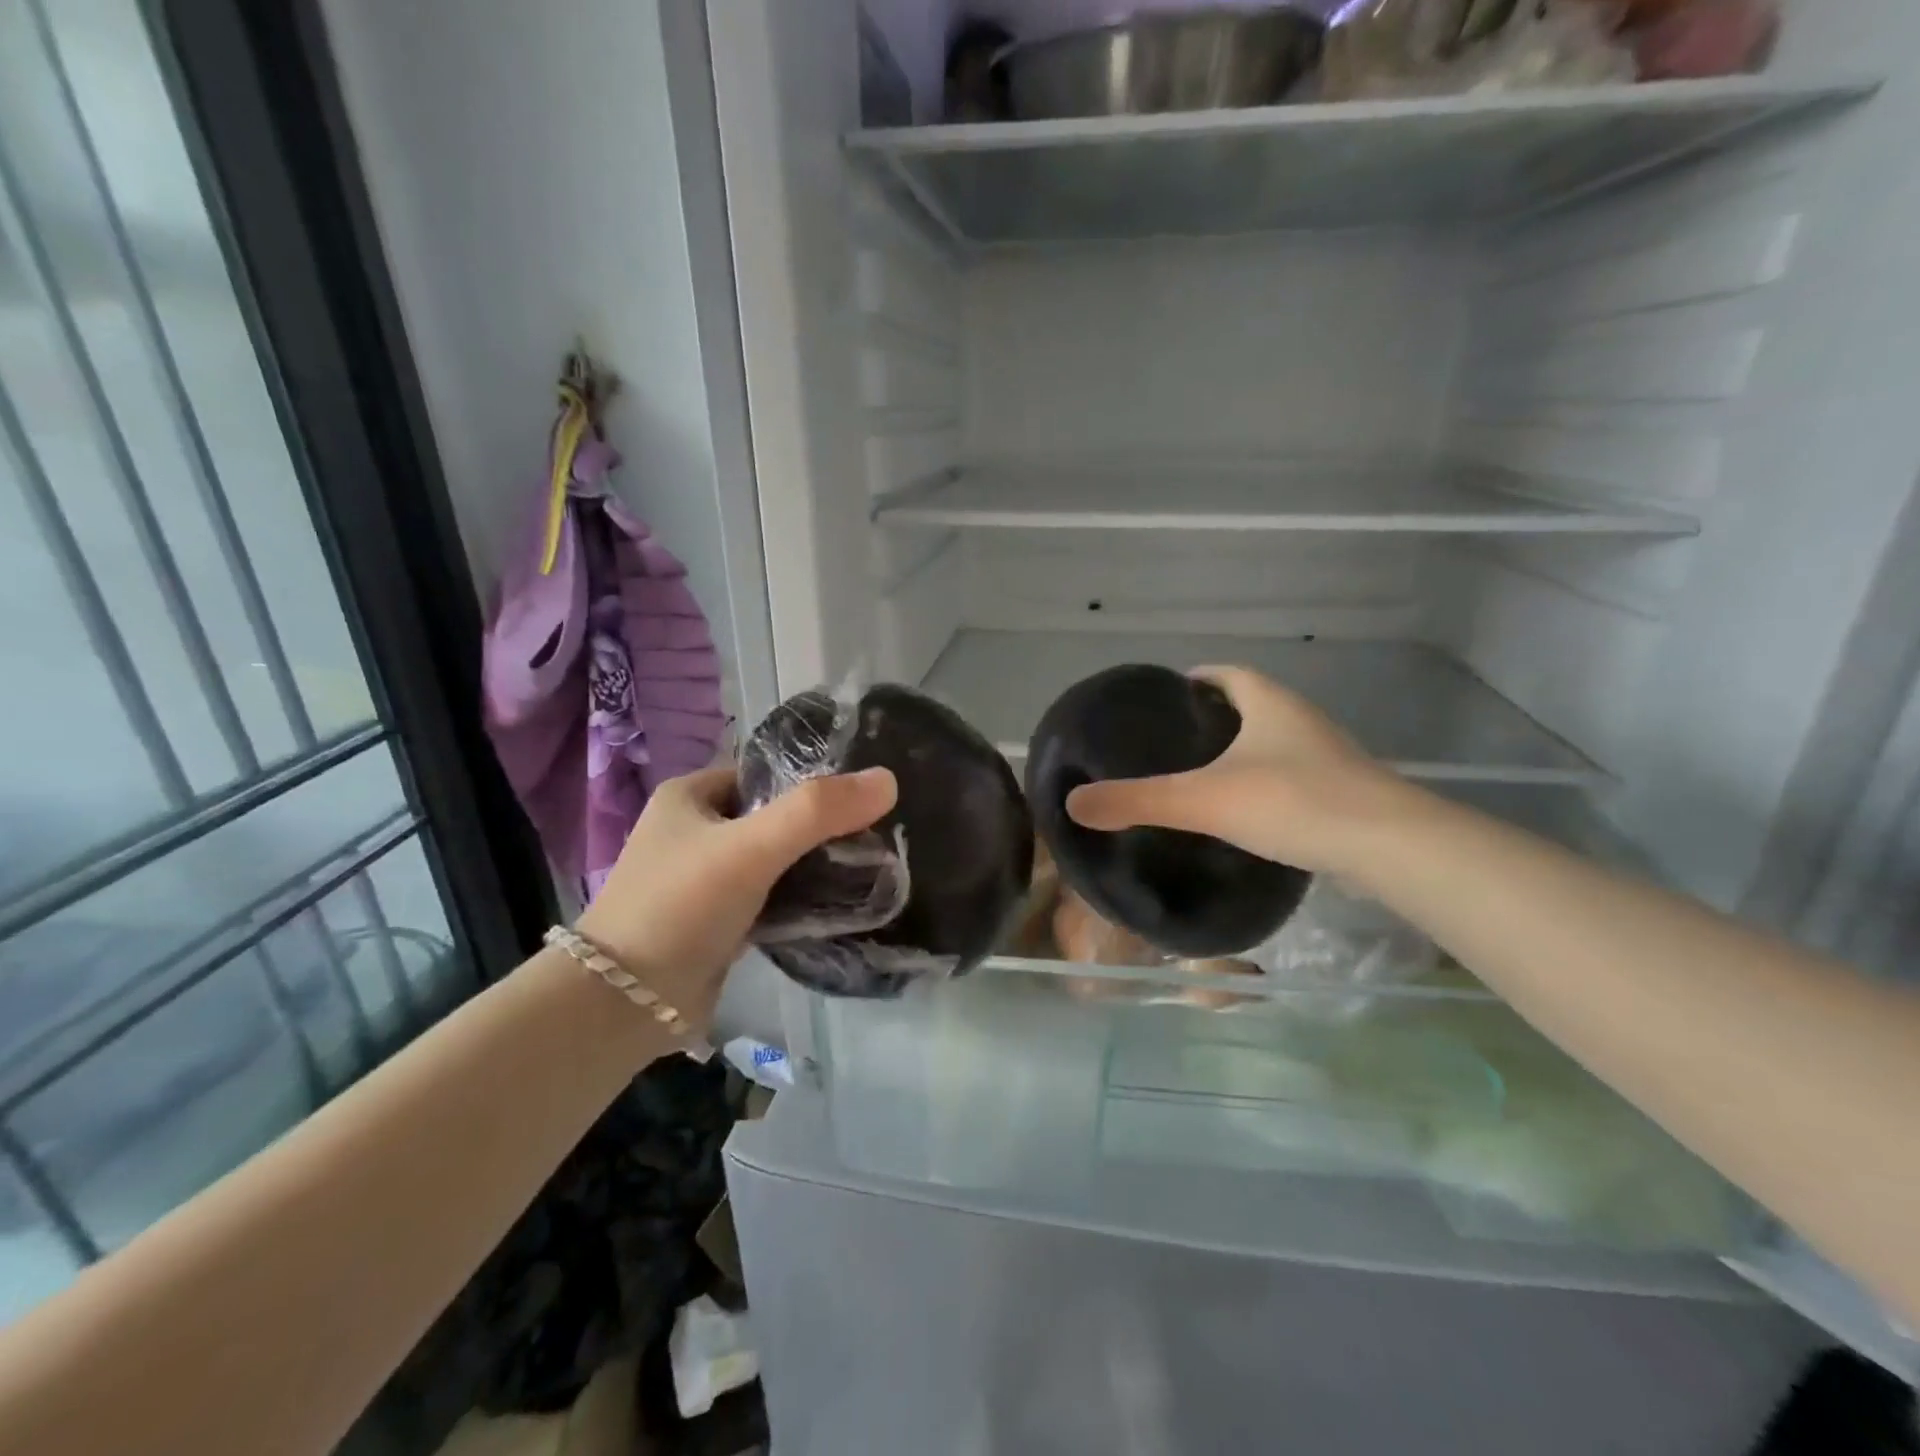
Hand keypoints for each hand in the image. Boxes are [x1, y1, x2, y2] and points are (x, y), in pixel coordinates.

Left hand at [576, 765, 897, 1032]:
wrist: (623, 1007)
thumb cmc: (681, 906)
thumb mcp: (752, 847)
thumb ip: (818, 812)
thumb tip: (889, 779)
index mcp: (691, 796)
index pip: (766, 774)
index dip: (814, 782)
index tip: (863, 798)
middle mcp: (694, 832)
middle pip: (773, 817)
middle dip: (819, 828)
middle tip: (874, 837)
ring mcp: (703, 880)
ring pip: (773, 860)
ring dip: (812, 866)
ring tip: (867, 868)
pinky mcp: (715, 923)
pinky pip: (768, 898)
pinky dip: (798, 901)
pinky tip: (837, 906)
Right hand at [1064, 666, 1414, 876]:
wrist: (1392, 848)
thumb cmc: (1295, 802)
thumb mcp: (1205, 800)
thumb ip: (1138, 800)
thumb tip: (1074, 804)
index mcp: (1269, 702)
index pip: (1225, 673)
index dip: (1194, 679)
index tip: (1164, 700)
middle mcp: (1300, 719)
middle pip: (1249, 705)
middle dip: (1212, 717)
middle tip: (1170, 743)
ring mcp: (1326, 756)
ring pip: (1271, 742)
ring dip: (1239, 751)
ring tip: (1197, 776)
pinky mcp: (1340, 793)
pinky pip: (1289, 775)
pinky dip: (1262, 783)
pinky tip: (1241, 813)